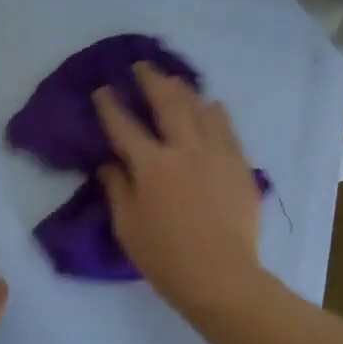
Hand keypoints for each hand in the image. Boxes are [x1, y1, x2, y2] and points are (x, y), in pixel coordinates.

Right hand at [94, 62, 266, 317]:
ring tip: (175, 81)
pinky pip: (227, 128)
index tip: (102, 90)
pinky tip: (211, 105)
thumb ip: (117, 188)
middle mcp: (185, 149)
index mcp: (152, 165)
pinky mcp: (240, 165)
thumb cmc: (165, 258)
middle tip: (142, 66)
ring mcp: (217, 154)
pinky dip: (216, 112)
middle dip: (151, 80)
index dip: (109, 105)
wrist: (221, 276)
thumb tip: (109, 163)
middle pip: (167, 102)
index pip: (124, 126)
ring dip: (184, 90)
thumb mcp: (127, 226)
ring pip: (201, 108)